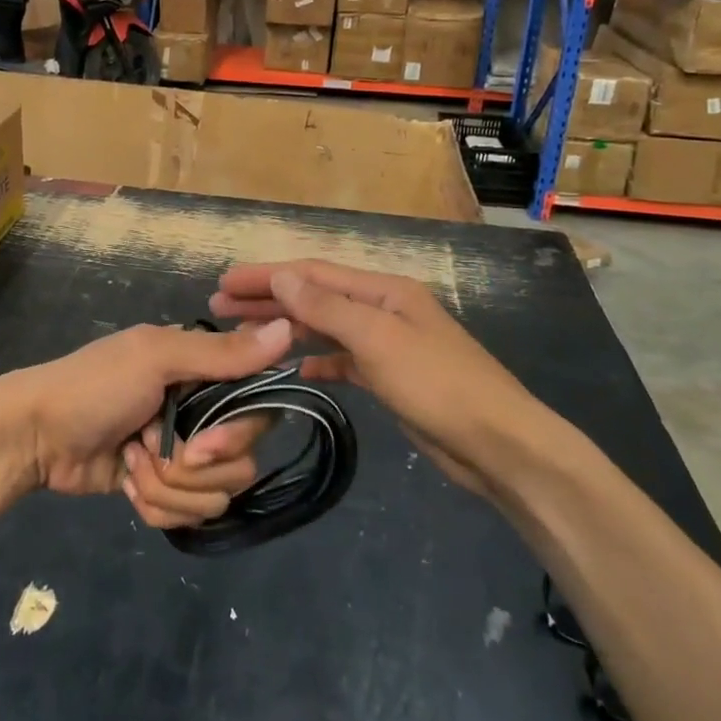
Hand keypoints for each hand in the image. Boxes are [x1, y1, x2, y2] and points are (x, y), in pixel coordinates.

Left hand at [0, 320, 290, 512]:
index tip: (202, 443)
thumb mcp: (156, 357)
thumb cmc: (95, 386)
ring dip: (167, 487)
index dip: (237, 436)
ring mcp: (181, 455)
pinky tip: (126, 484)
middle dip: (193, 469)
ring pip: (215, 496)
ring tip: (131, 462)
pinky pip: (188, 516)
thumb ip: (222, 353)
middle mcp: (201, 412)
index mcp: (203, 372)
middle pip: (241, 462)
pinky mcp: (162, 490)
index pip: (259, 409)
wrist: (36, 435)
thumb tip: (290, 327)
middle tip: (151, 450)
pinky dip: (154, 505)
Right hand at [210, 260, 546, 503]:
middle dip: (268, 299)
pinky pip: (343, 360)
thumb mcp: (377, 339)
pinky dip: (318, 359)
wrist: (500, 445)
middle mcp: (382, 309)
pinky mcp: (390, 377)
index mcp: (383, 291)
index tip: (224, 283)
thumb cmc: (437, 384)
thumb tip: (281, 276)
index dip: (267, 276)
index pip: (312, 274)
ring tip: (245, 335)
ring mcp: (387, 343)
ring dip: (286, 328)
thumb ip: (326, 308)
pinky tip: (295, 369)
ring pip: (325, 328)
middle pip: (315, 297)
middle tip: (219, 307)